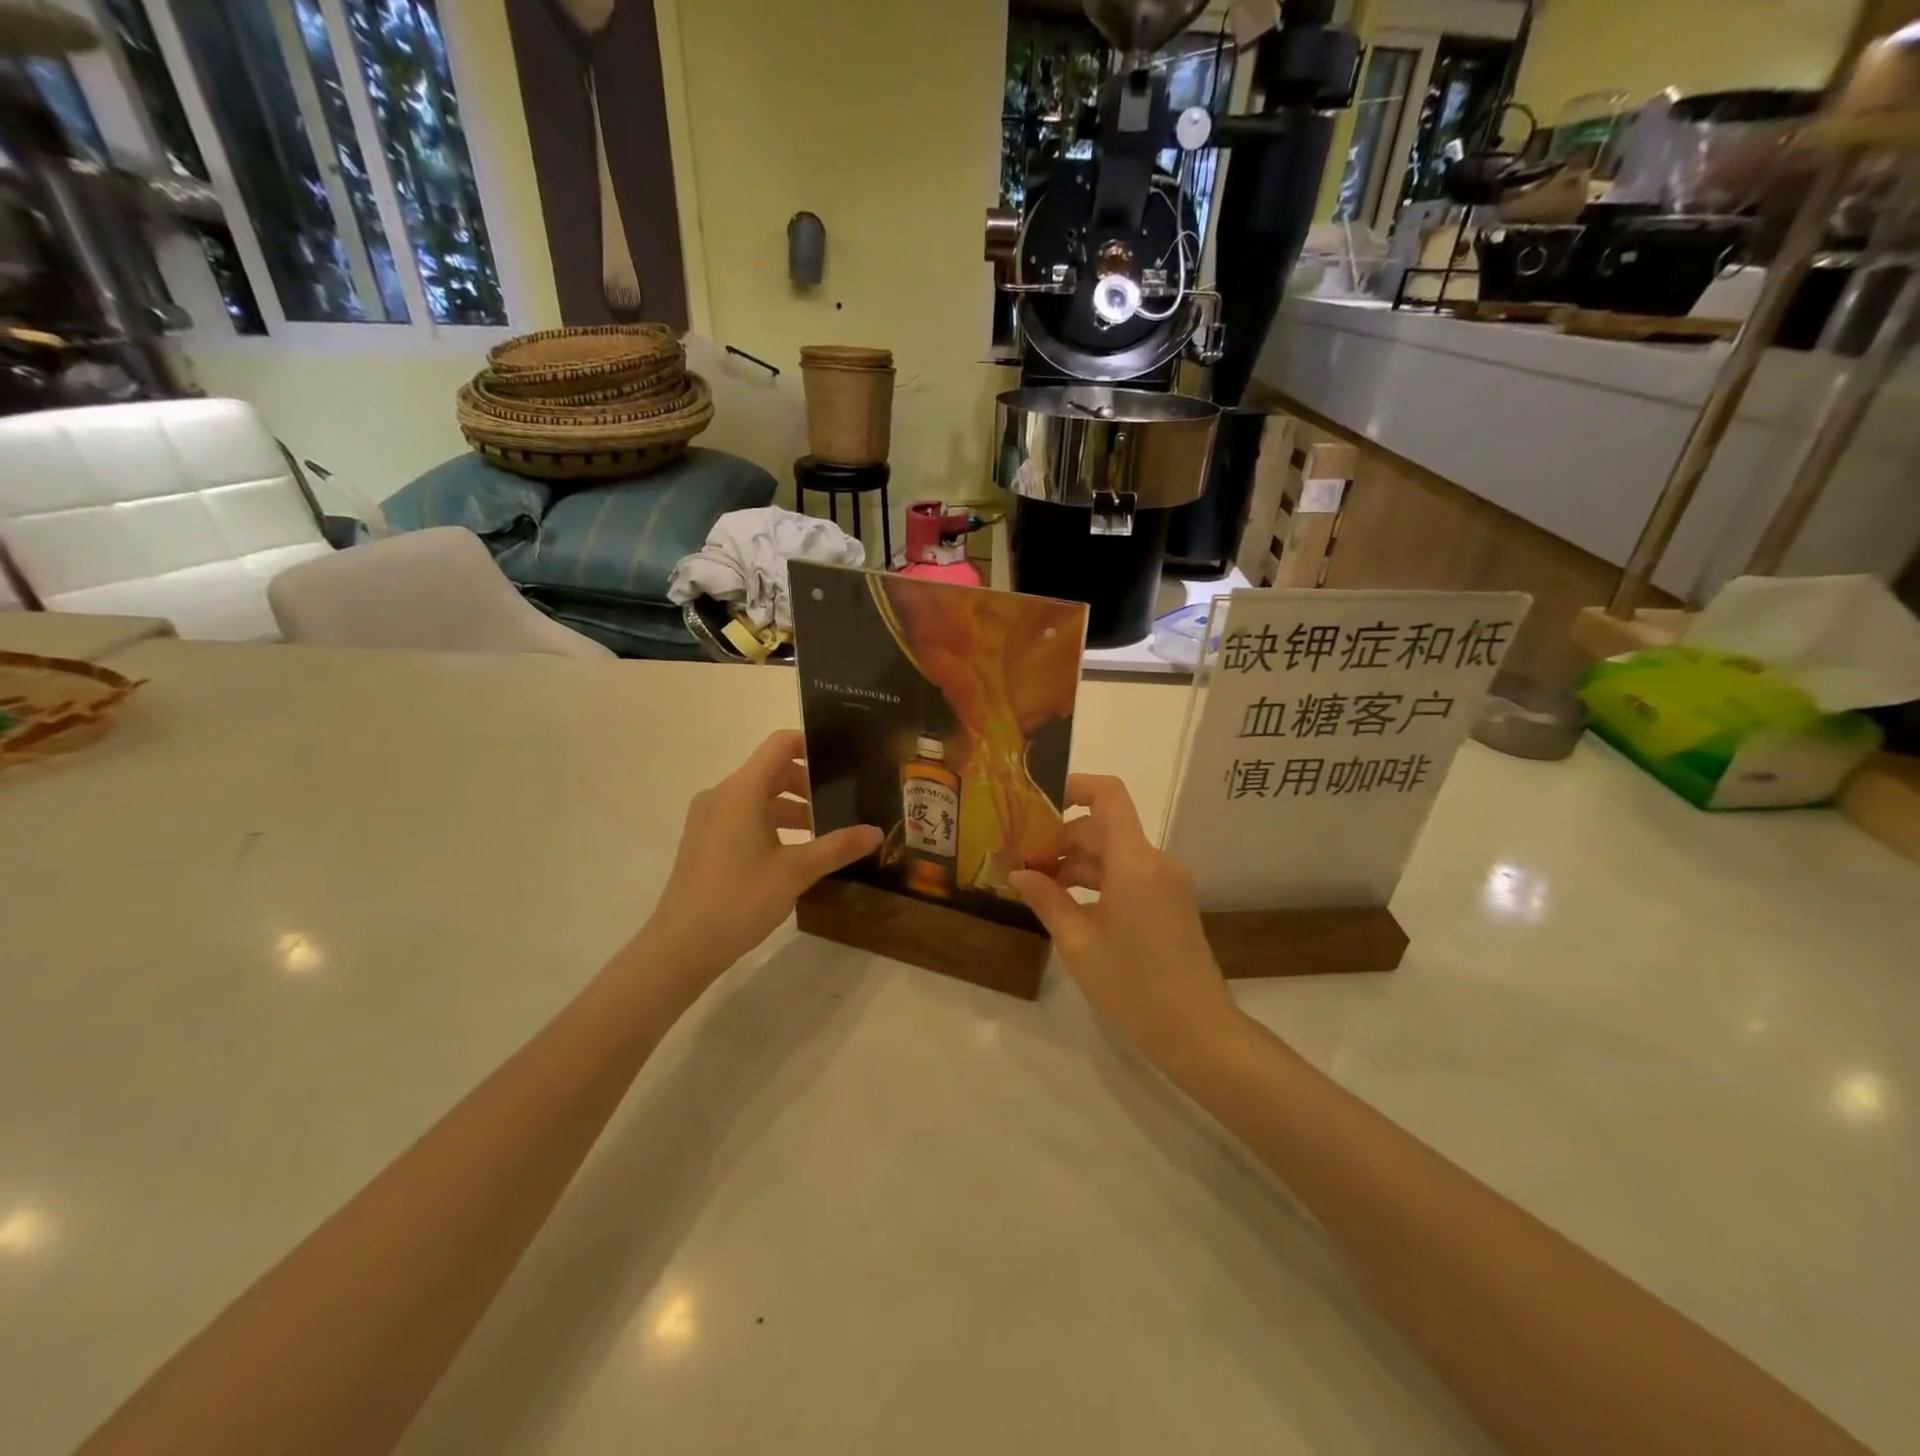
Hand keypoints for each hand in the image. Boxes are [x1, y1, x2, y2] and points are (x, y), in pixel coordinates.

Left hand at [639, 730, 881, 984]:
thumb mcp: (796, 872)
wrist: (680, 946)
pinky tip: (793, 854)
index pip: (780, 745)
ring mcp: (709, 819)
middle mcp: (722, 795)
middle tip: (843, 803)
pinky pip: (743, 817)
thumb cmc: (739, 899)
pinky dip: (771, 824)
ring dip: (791, 808)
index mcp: (742, 790)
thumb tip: (876, 832)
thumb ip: (838, 847)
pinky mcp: (704, 842)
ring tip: (824, 833)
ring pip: (758, 798)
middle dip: (808, 784)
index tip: (844, 760)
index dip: (812, 745)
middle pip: (771, 771)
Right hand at [1009, 775, 1241, 1072]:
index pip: (1108, 795)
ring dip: (1079, 863)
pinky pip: (1130, 874)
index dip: (1074, 786)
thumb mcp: (1078, 944)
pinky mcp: (1171, 901)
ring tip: (1040, 888)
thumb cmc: (1133, 987)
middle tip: (1023, 863)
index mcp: (1135, 862)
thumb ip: (1047, 900)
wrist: (1198, 1033)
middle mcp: (1156, 861)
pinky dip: (1099, 881)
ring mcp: (1168, 882)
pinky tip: (1071, 905)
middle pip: (1104, 828)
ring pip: (1115, 853)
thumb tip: (1017, 874)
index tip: (1038, 803)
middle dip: (1062, 838)